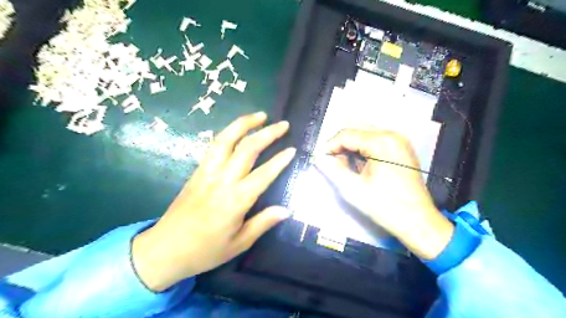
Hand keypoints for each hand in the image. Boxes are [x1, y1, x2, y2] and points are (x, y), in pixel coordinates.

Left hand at [133, 113, 296, 290]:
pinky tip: (237, 130)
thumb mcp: (238, 244)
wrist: (164, 249)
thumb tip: (286, 210)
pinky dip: (228, 133)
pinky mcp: (197, 171)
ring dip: (244, 124)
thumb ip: (263, 223)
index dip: (280, 160)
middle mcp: (222, 180)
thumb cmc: (204, 251)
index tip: (292, 149)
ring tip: (260, 115)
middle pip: (246, 148)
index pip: (263, 174)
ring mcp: (207, 172)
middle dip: (267, 133)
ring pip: (226, 139)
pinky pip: (214, 146)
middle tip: (283, 125)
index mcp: (235, 200)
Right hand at [317, 128, 454, 259]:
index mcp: (382, 142)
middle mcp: (393, 135)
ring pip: (364, 132)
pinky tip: (358, 164)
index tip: (319, 158)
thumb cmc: (386, 206)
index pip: (347, 134)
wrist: (418, 221)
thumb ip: (333, 169)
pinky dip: (362, 148)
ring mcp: (399, 140)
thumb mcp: (353, 189)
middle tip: (332, 161)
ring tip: (344, 164)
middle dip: (340, 143)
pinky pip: (375, 140)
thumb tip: (318, 158)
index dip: (329, 145)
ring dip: (350, 145)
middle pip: (356, 128)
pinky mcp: (401, 148)